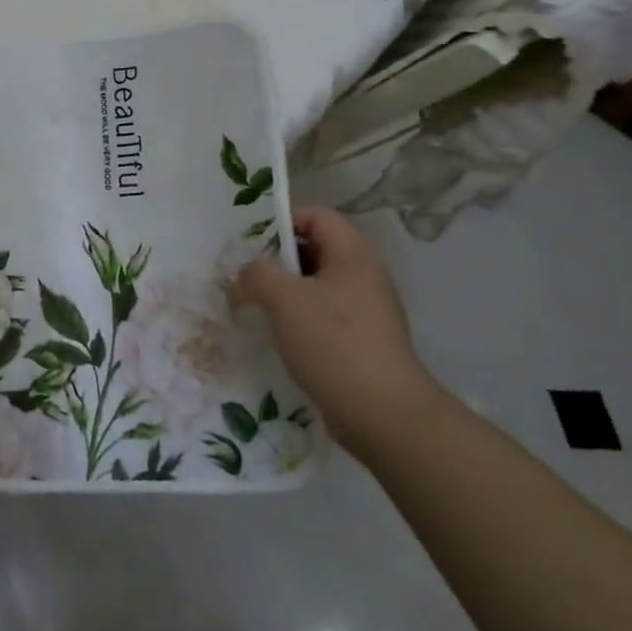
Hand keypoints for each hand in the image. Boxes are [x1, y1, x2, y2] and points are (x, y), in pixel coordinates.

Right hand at [239, 207, 441, 459]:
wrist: (383, 414)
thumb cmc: (333, 344)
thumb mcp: (284, 300)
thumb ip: (258, 274)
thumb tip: (251, 270)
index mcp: (353, 255)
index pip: (318, 216)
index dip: (284, 220)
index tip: (253, 243)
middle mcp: (365, 276)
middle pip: (318, 249)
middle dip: (280, 259)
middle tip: (248, 274)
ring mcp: (368, 311)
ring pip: (319, 285)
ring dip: (287, 292)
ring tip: (258, 306)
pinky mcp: (364, 341)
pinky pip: (326, 315)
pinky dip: (301, 319)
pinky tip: (281, 336)